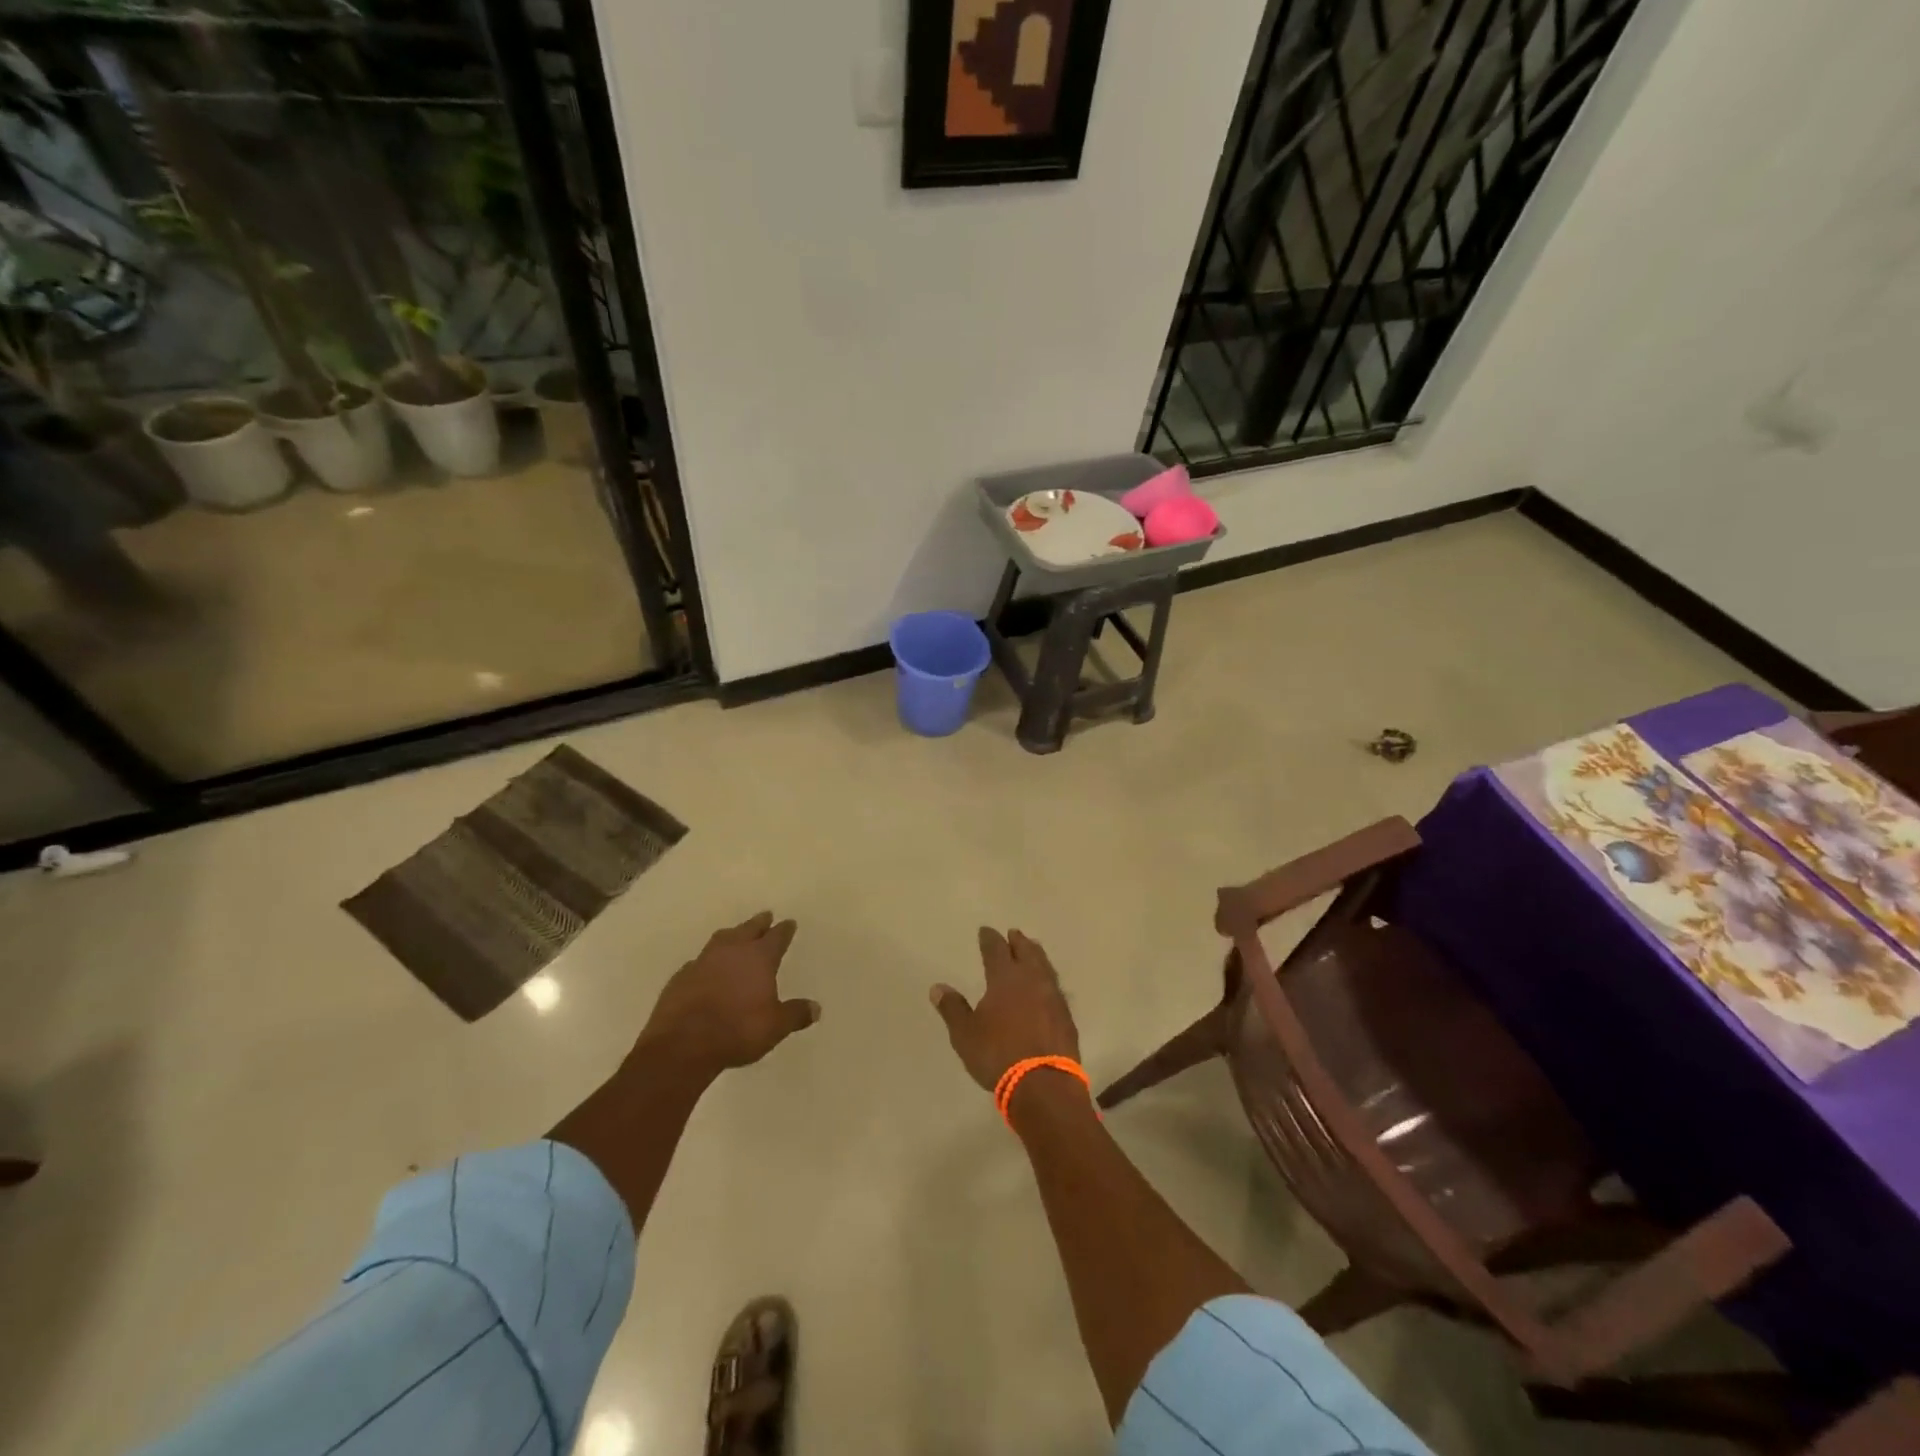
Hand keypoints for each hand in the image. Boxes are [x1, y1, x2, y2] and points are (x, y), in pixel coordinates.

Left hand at [640, 912, 819, 1076]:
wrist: (682, 1044)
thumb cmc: (737, 1031)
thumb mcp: (775, 1027)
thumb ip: (795, 1014)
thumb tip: (816, 1008)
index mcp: (759, 958)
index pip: (776, 936)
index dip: (785, 930)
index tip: (789, 923)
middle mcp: (732, 951)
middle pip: (749, 928)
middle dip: (759, 922)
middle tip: (766, 916)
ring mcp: (703, 960)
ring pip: (722, 938)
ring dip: (732, 935)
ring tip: (737, 935)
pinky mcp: (681, 976)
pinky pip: (700, 961)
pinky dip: (708, 961)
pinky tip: (708, 969)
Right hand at [930, 928, 1080, 1091]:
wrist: (1043, 1084)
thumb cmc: (998, 1055)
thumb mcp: (965, 1034)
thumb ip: (953, 1009)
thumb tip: (937, 987)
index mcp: (1005, 978)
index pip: (996, 950)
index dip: (990, 939)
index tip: (985, 931)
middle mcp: (1032, 980)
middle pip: (1026, 952)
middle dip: (1018, 941)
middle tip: (1014, 933)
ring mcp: (1053, 997)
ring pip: (1045, 966)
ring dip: (1037, 955)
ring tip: (1032, 950)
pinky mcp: (1066, 1016)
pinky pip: (1056, 987)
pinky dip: (1048, 979)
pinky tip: (1047, 986)